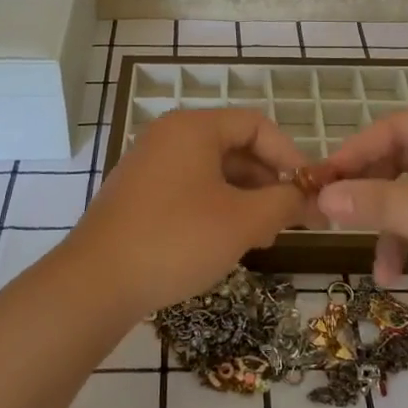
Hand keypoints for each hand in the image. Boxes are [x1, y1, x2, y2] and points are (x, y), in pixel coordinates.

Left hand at [59, 109, 309, 316]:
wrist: (96, 282)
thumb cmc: (177, 239)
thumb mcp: (242, 221)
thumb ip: (284, 202)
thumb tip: (308, 197)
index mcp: (193, 128)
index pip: (256, 125)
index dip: (290, 155)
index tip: (310, 191)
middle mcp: (169, 136)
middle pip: (235, 146)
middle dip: (268, 181)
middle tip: (291, 220)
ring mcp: (150, 164)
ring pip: (213, 171)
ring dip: (245, 198)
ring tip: (263, 237)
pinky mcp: (139, 193)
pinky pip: (190, 188)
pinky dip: (217, 207)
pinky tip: (228, 240)